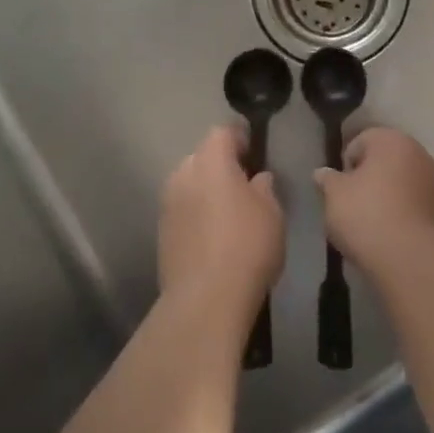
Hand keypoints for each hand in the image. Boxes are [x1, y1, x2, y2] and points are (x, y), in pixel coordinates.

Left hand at [159, 126, 284, 324]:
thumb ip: (264, 187)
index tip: (255, 152)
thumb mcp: (272, 213)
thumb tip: (257, 178)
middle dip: (221, 164)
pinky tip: (214, 236)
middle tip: (245, 185)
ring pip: (190, 183)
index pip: (222, 132)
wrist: (205, 300)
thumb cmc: (247, 246)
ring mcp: (168, 204)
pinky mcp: (161, 232)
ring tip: (229, 213)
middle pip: (202, 156)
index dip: (240, 138)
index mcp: (211, 161)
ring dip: (206, 190)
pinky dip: (197, 214)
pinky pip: (183, 209)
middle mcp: (183, 174)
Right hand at [315, 127, 433, 276]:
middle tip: (354, 205)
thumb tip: (323, 173)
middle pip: (388, 160)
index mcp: (392, 140)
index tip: (339, 190)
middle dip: (372, 178)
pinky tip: (395, 236)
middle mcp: (421, 153)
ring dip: (393, 195)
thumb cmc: (367, 215)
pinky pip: (420, 207)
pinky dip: (408, 215)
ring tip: (375, 224)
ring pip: (407, 183)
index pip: (361, 141)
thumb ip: (327, 180)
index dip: (346, 164)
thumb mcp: (334, 196)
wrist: (414, 259)